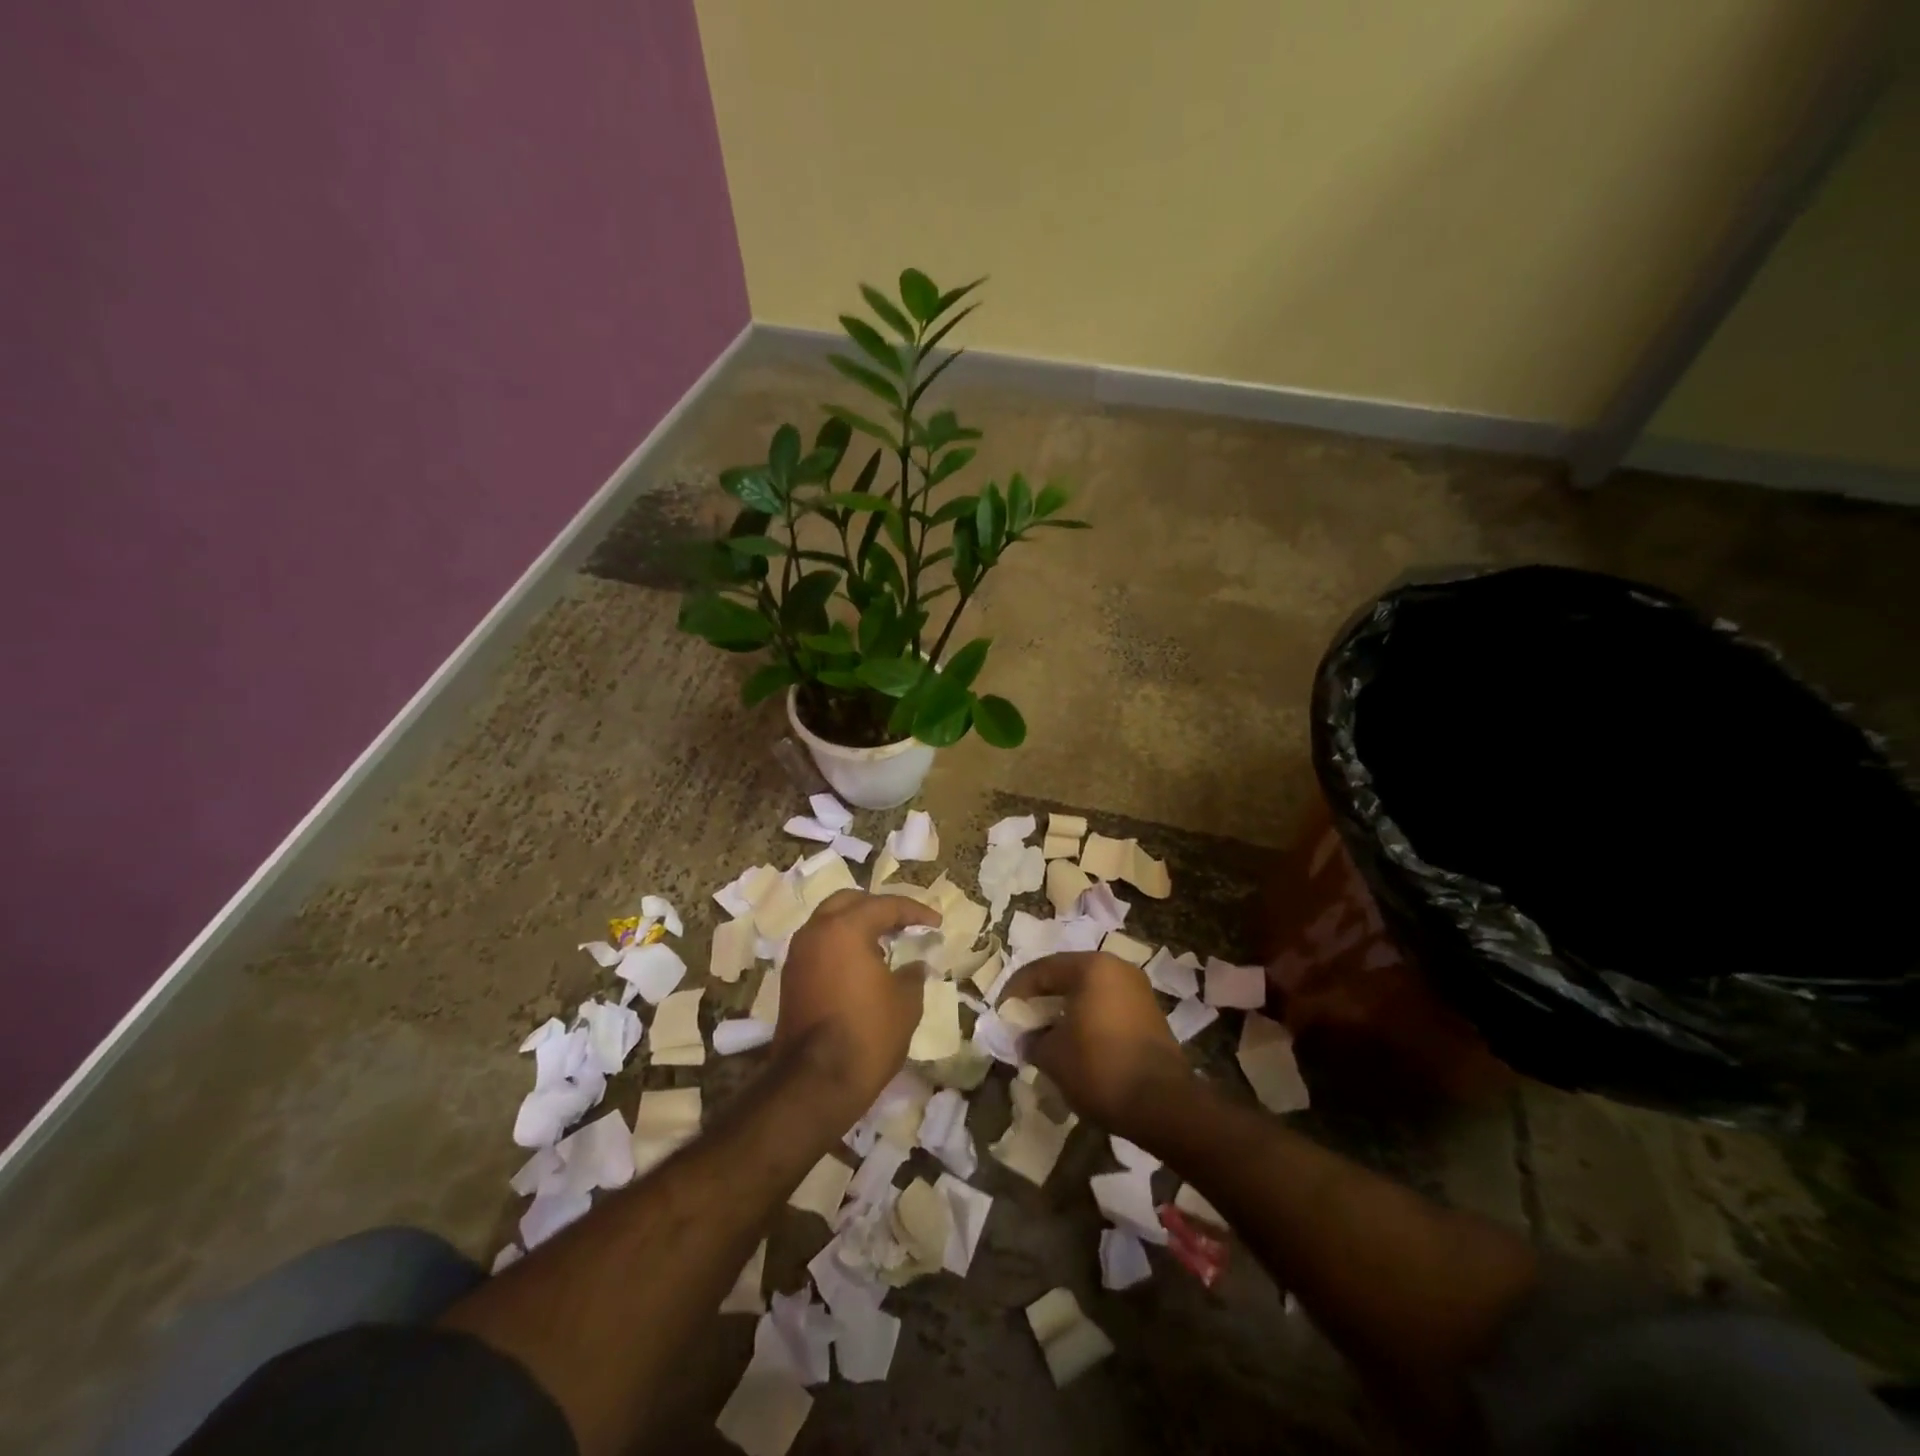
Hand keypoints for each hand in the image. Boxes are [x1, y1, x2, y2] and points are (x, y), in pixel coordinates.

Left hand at [776, 890, 941, 1121]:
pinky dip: (841, 945)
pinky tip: (862, 964)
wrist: (816, 1082)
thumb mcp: (906, 1001)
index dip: (914, 911)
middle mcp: (816, 932)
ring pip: (829, 922)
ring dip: (856, 925)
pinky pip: (819, 945)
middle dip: (878, 908)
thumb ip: (913, 974)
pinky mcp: (791, 978)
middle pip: (849, 902)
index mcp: (845, 928)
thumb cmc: (868, 1033)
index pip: (885, 905)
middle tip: (904, 923)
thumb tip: (914, 965)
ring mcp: (798, 955)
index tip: (935, 923)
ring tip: (884, 942)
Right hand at [999, 951, 1194, 1135]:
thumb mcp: (1052, 1055)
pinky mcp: (1149, 1015)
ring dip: (1064, 1011)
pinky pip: (1107, 1007)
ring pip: (1088, 993)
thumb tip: (1029, 1039)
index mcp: (1091, 967)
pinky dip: (1086, 1020)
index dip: (1015, 992)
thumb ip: (1032, 1039)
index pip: (1041, 969)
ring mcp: (1137, 991)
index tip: (1002, 1016)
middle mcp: (1117, 968)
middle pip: (1066, 977)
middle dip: (1041, 1000)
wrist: (1164, 1105)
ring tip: (1046, 1037)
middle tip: (1022, 1024)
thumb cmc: (1100, 1068)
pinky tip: (1075, 1045)